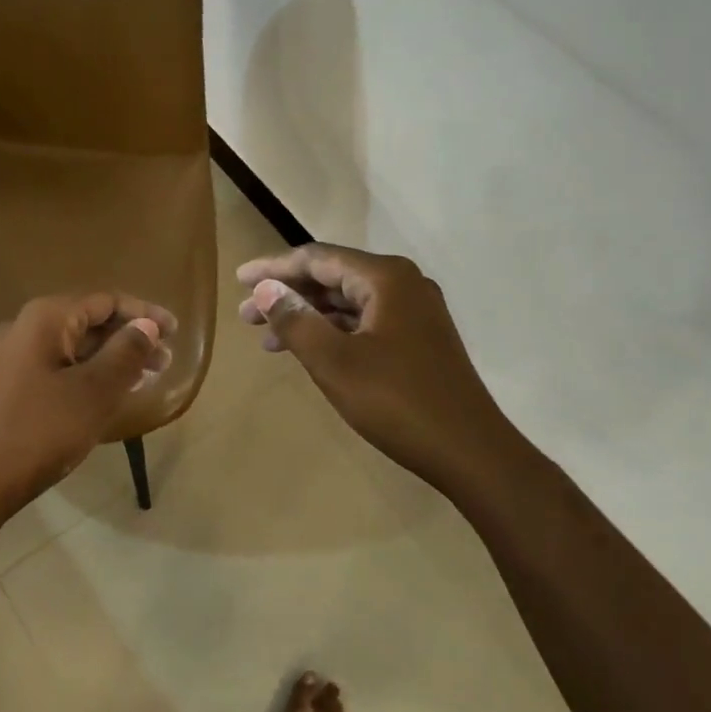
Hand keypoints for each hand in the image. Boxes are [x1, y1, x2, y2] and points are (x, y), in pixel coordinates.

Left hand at [0, 292, 174, 514]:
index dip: (144, 313)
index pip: (105, 301)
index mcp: (45, 319)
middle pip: (88, 322)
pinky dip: (88, 374)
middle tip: (165, 362)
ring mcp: (12, 357)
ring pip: (73, 347)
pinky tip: (110, 393)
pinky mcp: (8, 385)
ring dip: (111, 358)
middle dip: (130, 338)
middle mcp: (24, 328)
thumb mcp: (95, 391)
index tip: (175, 332)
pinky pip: (57, 367)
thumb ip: (126, 352)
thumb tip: (147, 325)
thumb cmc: (41, 431)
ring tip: (146, 377)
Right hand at [236, 245, 530, 496]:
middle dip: (287, 294)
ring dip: (306, 316)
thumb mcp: (334, 362)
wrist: (470, 452)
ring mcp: (414, 313)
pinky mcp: (418, 340)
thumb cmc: (397, 402)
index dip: (274, 267)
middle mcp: (403, 285)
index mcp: (386, 278)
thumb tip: (265, 289)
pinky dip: (331, 333)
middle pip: (332, 277)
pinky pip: (363, 323)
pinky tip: (307, 352)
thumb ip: (295, 321)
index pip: (318, 258)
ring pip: (347, 303)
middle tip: (245, 314)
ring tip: (266, 338)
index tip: (240, 279)